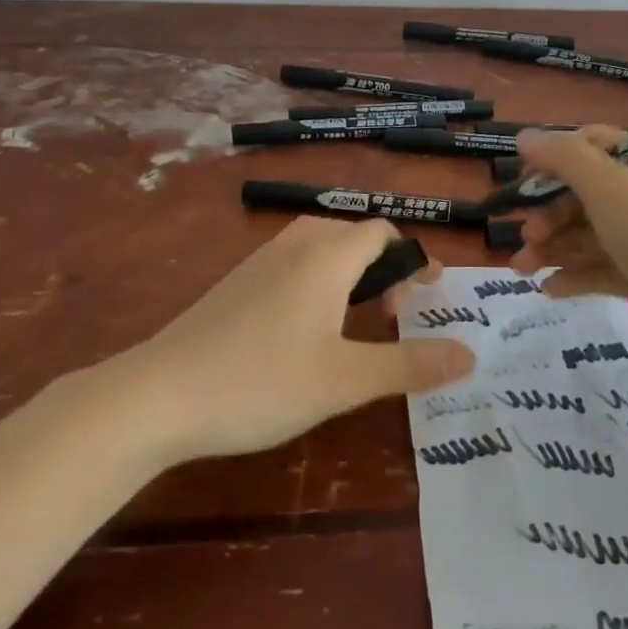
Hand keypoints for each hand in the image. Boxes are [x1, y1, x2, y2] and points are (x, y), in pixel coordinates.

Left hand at [111, 217, 474, 464]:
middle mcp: (295, 244)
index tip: (430, 299)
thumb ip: (409, 364)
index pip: (384, 233)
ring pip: (322, 252)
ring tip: (358, 327)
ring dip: (351, 279)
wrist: (158, 395)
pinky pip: (294, 268)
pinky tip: (306, 336)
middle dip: (386, 271)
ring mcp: (260, 261)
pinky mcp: (237, 283)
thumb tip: (470, 354)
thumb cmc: (261, 382)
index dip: (414, 261)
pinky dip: (319, 287)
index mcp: (328, 255)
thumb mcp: (345, 380)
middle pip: (355, 238)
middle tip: (396, 318)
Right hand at [509, 125, 627, 361]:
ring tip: (522, 268)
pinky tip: (549, 289)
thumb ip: (563, 158)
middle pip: (583, 194)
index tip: (522, 183)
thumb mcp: (610, 187)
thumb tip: (524, 136)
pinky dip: (572, 276)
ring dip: (551, 247)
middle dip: (548, 214)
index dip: (552, 160)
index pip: (591, 146)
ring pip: (585, 234)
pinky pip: (598, 269)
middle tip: (527, 235)